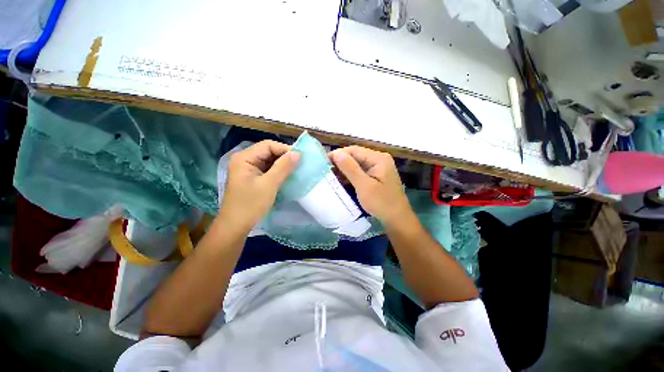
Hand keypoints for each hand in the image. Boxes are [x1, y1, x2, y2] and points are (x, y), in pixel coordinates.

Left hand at [220, 140, 299, 230]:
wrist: (236, 226)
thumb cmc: (251, 204)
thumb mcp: (269, 184)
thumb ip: (284, 167)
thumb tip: (298, 153)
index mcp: (244, 158)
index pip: (268, 145)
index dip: (285, 149)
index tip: (300, 158)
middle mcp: (245, 160)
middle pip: (268, 152)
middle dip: (284, 157)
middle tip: (300, 164)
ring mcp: (248, 169)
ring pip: (269, 161)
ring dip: (282, 164)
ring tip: (296, 169)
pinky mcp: (252, 177)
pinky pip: (268, 169)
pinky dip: (278, 171)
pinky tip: (287, 176)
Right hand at [329, 146, 410, 224]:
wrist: (397, 219)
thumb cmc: (381, 203)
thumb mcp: (364, 186)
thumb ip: (350, 168)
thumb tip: (336, 153)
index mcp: (378, 158)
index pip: (354, 150)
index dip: (338, 154)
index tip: (324, 161)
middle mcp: (379, 159)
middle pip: (356, 155)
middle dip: (341, 161)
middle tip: (326, 169)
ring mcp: (378, 167)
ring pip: (357, 163)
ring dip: (344, 168)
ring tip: (330, 174)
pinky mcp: (376, 175)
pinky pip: (361, 171)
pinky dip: (351, 174)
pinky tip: (341, 179)